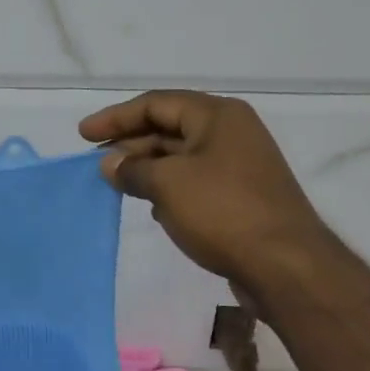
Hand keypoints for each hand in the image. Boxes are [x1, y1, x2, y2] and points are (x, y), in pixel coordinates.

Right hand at [79, 91, 326, 294]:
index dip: (115, 117)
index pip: (156, 104)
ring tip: (116, 184)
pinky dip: (169, 189)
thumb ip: (132, 169)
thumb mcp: (168, 184)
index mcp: (217, 116)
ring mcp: (239, 166)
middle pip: (169, 128)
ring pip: (181, 158)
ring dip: (148, 168)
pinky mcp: (241, 197)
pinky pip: (195, 182)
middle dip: (130, 144)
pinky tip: (152, 207)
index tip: (83, 135)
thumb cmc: (223, 212)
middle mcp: (231, 133)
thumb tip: (109, 164)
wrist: (286, 266)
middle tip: (96, 163)